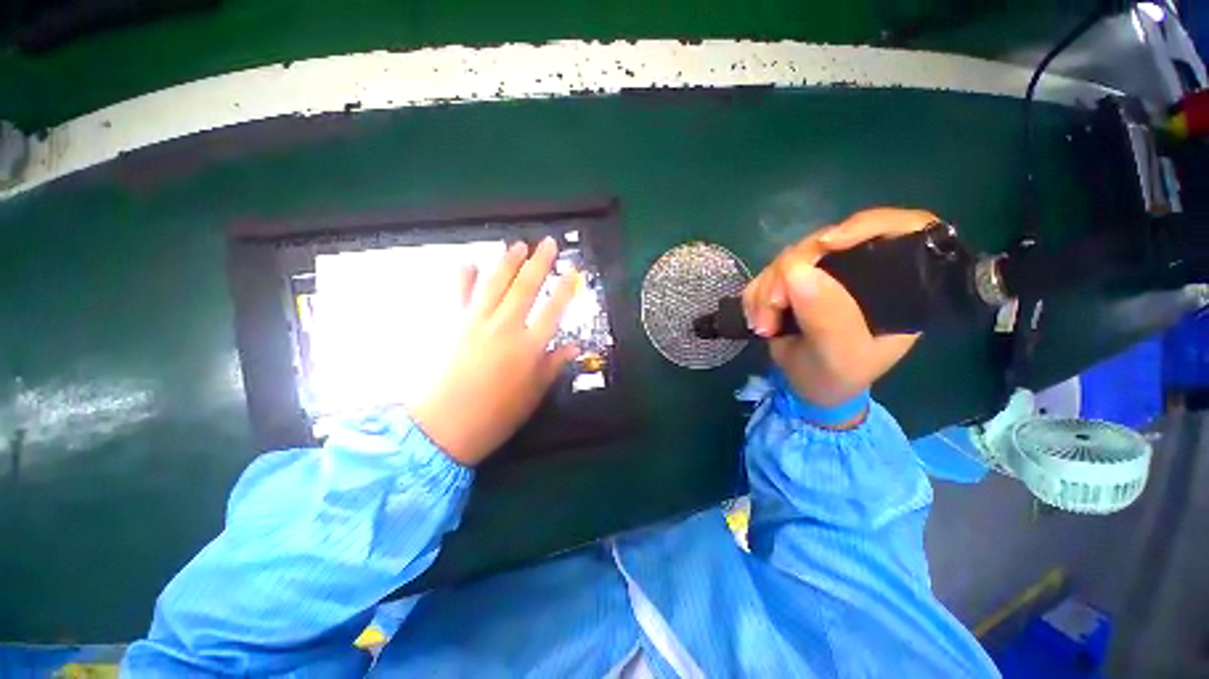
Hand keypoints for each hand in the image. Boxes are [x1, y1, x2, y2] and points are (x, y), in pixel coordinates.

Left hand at [410, 237, 579, 465]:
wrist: (441, 428)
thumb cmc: (494, 416)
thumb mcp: (532, 395)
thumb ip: (552, 366)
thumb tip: (572, 347)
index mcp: (529, 347)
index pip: (554, 309)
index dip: (566, 289)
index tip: (573, 272)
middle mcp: (505, 327)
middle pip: (526, 287)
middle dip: (540, 262)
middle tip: (548, 243)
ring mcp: (474, 322)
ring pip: (494, 282)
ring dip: (507, 261)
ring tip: (517, 245)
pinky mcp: (449, 324)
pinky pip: (456, 291)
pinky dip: (463, 274)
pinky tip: (469, 263)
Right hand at [742, 208, 930, 407]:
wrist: (806, 387)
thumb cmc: (836, 377)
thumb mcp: (839, 356)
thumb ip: (827, 319)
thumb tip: (797, 271)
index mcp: (896, 286)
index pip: (901, 229)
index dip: (866, 225)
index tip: (826, 245)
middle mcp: (860, 271)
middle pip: (826, 242)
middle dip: (790, 272)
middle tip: (773, 308)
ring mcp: (823, 275)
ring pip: (788, 258)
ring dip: (766, 290)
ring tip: (764, 325)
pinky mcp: (793, 282)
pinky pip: (767, 273)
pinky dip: (755, 295)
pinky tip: (757, 319)